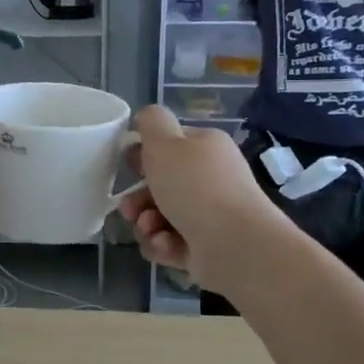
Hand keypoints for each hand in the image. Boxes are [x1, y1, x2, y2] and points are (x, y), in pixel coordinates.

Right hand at [121, 106, 278, 292]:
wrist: (235, 245)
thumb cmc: (196, 187)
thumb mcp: (165, 143)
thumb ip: (152, 123)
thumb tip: (146, 117)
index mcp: (206, 148)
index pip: (170, 145)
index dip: (145, 155)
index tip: (129, 167)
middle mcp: (211, 179)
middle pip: (161, 185)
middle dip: (139, 199)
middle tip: (129, 209)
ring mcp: (210, 215)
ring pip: (161, 216)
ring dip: (146, 224)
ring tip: (150, 230)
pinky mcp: (206, 246)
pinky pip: (171, 242)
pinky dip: (163, 245)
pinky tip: (166, 246)